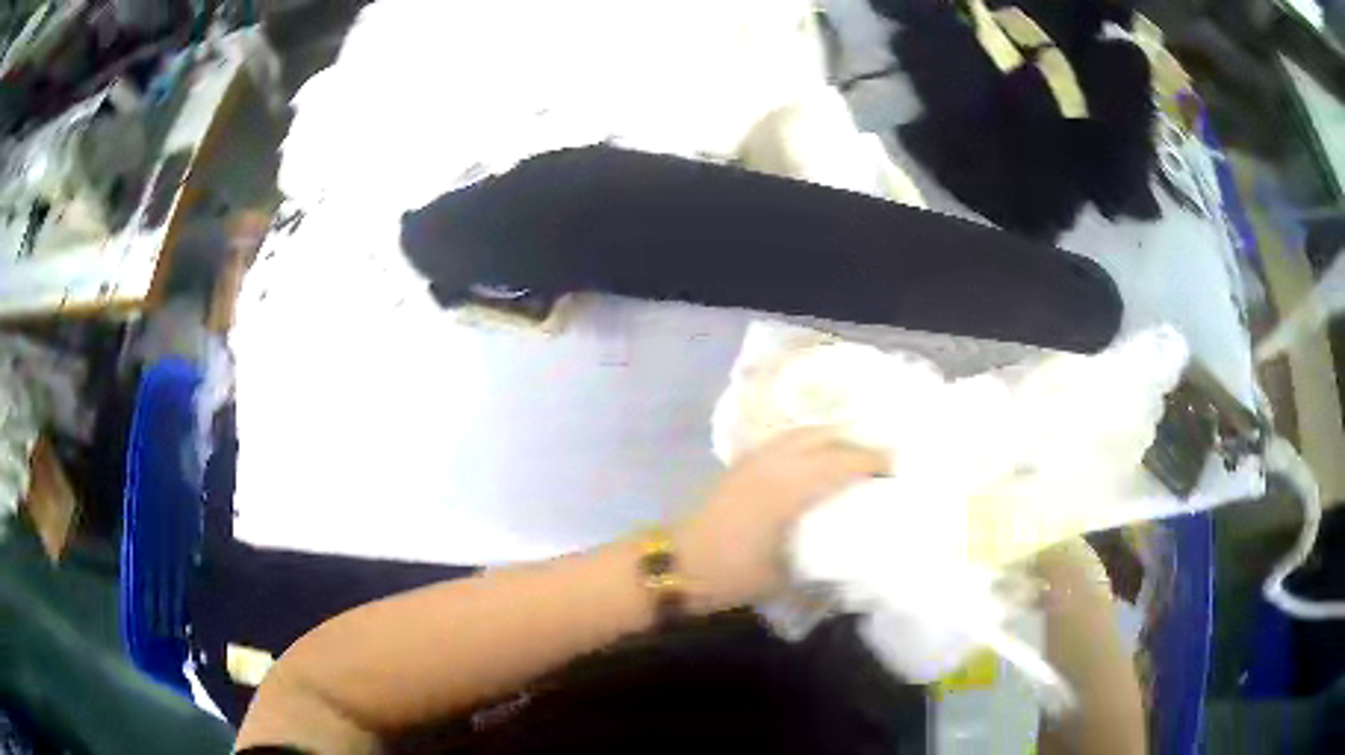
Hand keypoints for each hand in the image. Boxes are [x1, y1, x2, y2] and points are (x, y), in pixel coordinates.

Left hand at [673, 427, 887, 612]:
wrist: (676, 564)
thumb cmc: (731, 572)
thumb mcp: (785, 574)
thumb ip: (820, 557)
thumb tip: (850, 550)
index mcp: (789, 487)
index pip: (842, 462)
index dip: (872, 460)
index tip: (896, 467)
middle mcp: (775, 463)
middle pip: (825, 437)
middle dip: (856, 443)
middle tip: (880, 458)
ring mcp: (755, 460)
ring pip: (803, 433)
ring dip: (832, 437)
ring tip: (853, 453)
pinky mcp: (741, 465)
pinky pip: (785, 441)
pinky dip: (809, 442)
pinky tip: (817, 459)